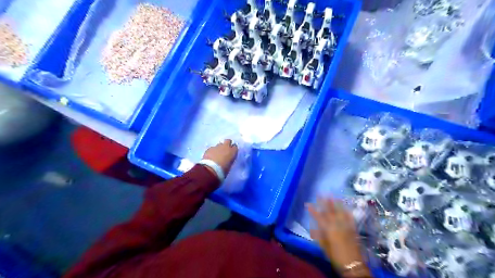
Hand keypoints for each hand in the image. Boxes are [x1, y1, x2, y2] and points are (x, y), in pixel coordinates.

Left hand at [202, 139, 237, 174]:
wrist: (211, 169)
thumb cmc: (223, 170)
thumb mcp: (229, 165)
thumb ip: (229, 159)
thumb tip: (227, 159)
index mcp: (233, 151)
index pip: (235, 147)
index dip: (233, 149)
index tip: (231, 152)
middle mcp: (226, 147)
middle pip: (228, 141)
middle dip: (227, 144)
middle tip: (225, 150)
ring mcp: (217, 146)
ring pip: (219, 144)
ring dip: (219, 148)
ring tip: (217, 154)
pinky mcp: (210, 148)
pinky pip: (212, 148)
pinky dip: (212, 151)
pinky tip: (210, 156)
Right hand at [306, 199, 370, 276]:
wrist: (353, 265)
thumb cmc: (336, 257)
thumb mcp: (324, 248)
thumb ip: (319, 237)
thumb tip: (313, 228)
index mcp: (328, 230)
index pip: (318, 217)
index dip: (312, 210)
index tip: (307, 204)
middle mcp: (336, 225)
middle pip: (329, 211)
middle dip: (324, 202)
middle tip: (320, 194)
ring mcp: (345, 226)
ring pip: (339, 212)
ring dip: (335, 203)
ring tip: (332, 195)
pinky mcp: (353, 228)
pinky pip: (350, 217)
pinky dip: (347, 211)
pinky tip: (346, 206)